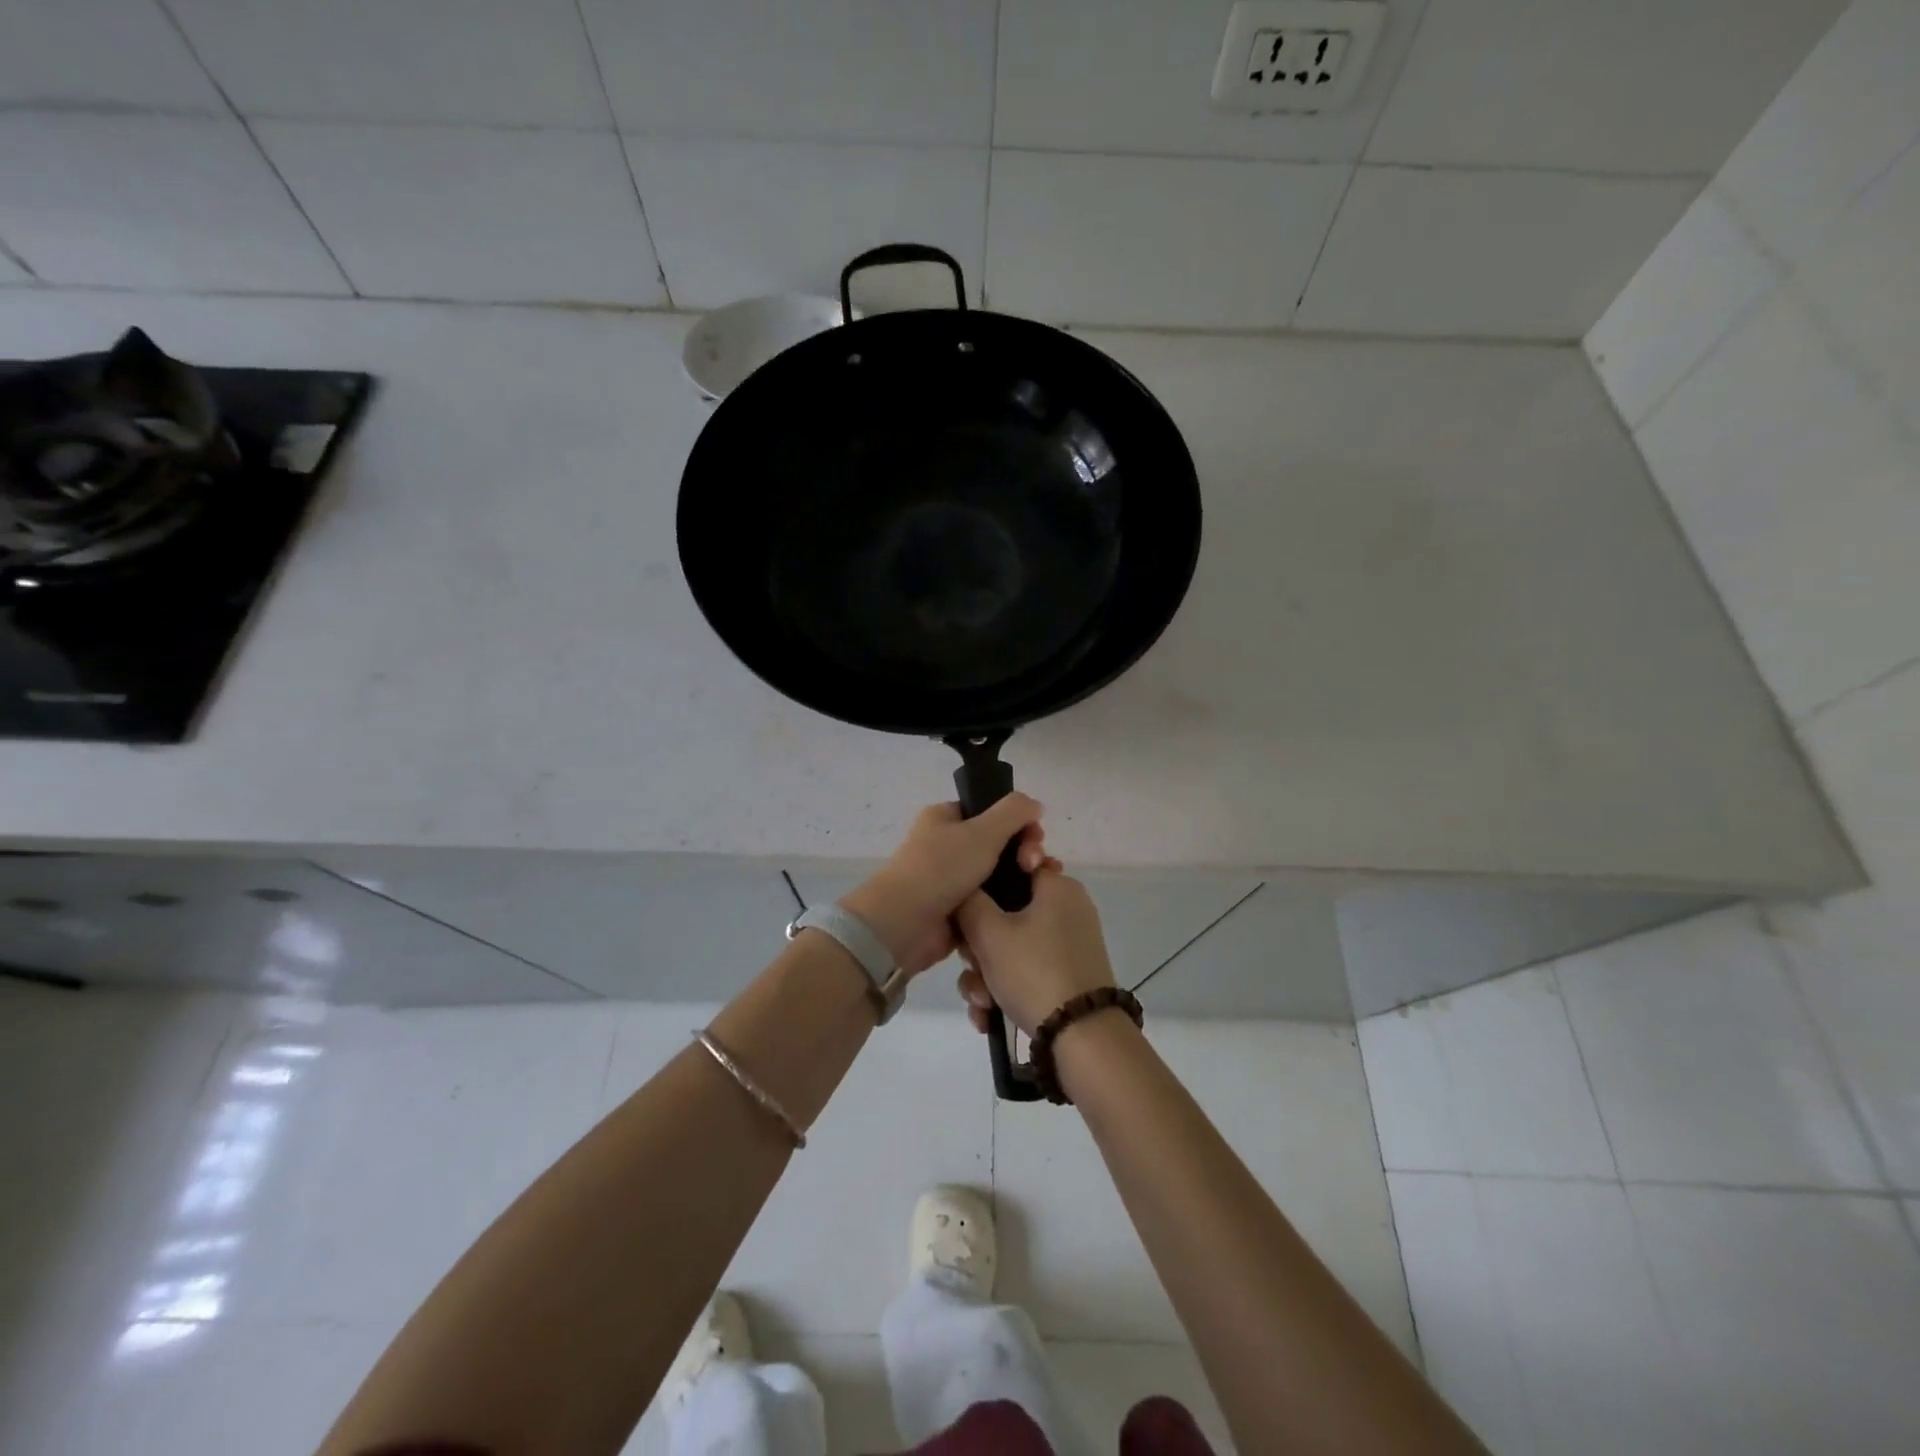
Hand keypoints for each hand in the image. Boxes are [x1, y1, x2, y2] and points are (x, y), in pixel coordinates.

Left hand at [838, 796, 1046, 976]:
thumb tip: (1035, 805)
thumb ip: (1014, 811)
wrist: (904, 924)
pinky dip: (1008, 904)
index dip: (1018, 821)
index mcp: (945, 818)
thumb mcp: (982, 831)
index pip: (989, 811)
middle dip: (1023, 851)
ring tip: (1040, 887)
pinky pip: (990, 902)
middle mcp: (946, 845)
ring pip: (998, 874)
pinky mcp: (958, 911)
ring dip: (1021, 879)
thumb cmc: (941, 868)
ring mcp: (951, 880)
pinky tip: (1029, 908)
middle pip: (998, 843)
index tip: (1036, 836)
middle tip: (1034, 865)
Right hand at [954, 869, 1116, 1036]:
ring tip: (982, 1004)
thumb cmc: (1034, 972)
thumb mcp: (988, 932)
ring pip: (1012, 948)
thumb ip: (968, 901)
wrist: (1083, 1038)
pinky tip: (989, 1016)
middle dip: (978, 948)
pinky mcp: (1069, 975)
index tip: (964, 917)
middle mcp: (1068, 909)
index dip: (980, 891)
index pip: (1010, 869)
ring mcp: (1070, 944)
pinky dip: (1006, 990)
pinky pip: (1027, 970)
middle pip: (1006, 914)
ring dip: (986, 976)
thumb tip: (964, 890)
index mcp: (1057, 887)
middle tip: (971, 966)